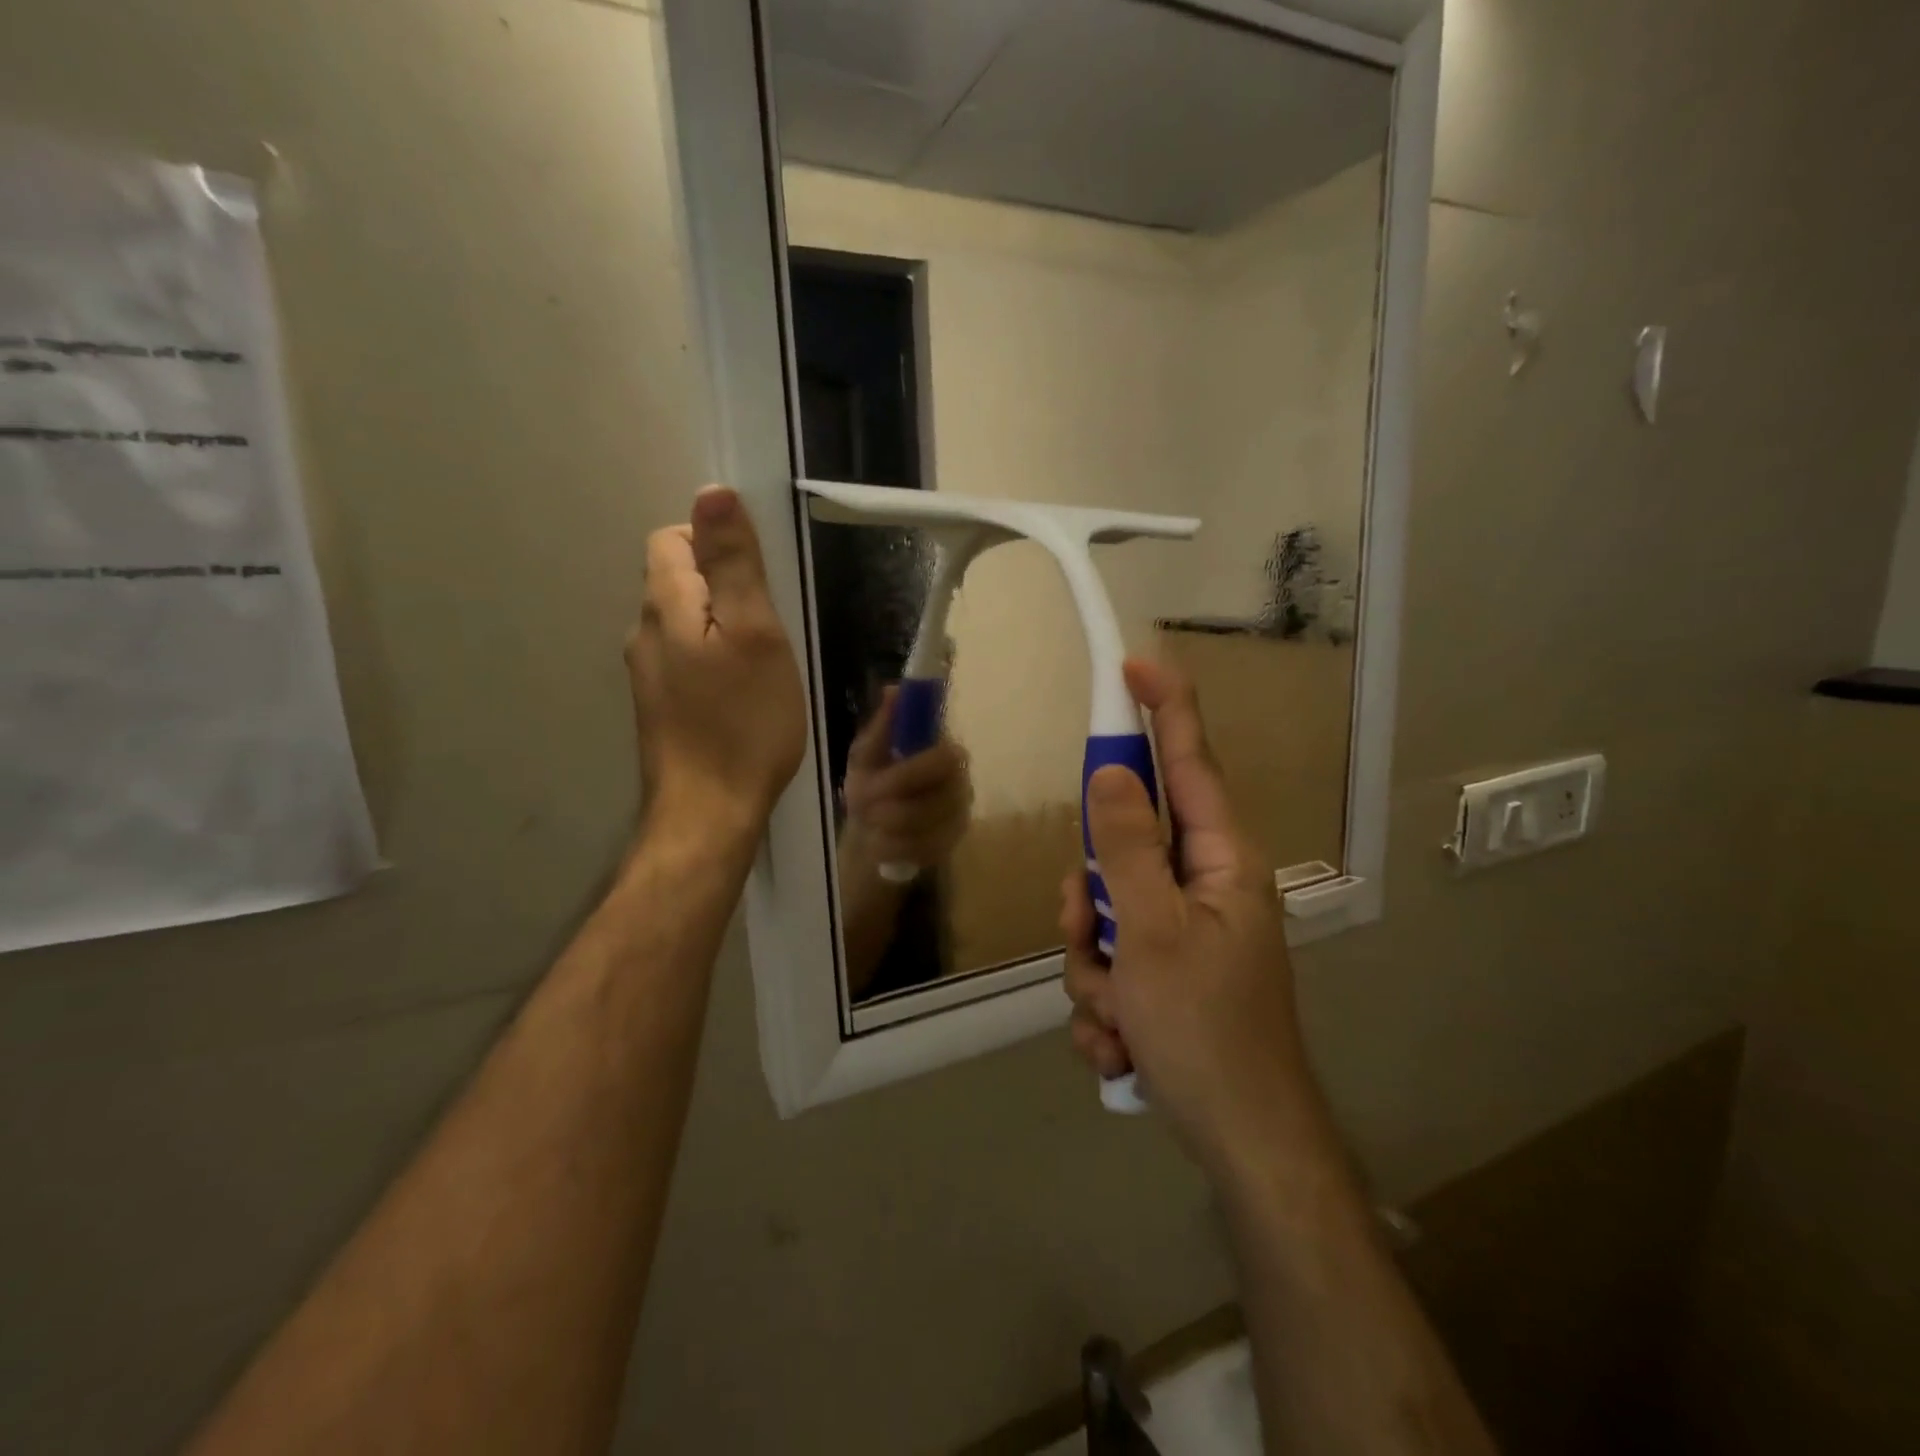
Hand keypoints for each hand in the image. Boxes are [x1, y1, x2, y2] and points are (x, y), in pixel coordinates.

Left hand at [628, 485, 806, 838]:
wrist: (709, 812)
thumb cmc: (744, 722)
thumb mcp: (755, 634)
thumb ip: (733, 564)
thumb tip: (712, 492)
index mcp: (664, 606)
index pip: (673, 538)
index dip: (715, 545)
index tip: (758, 585)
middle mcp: (642, 632)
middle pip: (676, 579)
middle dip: (722, 588)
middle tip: (768, 630)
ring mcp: (646, 674)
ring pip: (683, 623)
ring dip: (720, 628)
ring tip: (760, 665)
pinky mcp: (659, 707)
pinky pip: (685, 660)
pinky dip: (713, 662)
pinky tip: (740, 696)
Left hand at [840, 689, 973, 875]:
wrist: (872, 828)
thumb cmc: (874, 780)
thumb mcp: (868, 752)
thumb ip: (883, 725)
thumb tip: (894, 689)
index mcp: (945, 752)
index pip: (945, 760)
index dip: (908, 774)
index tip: (873, 781)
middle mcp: (961, 784)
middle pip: (932, 800)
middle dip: (889, 805)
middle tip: (861, 803)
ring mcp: (958, 818)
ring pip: (921, 828)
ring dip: (884, 826)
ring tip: (868, 821)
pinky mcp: (950, 847)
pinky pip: (918, 852)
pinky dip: (890, 848)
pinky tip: (880, 841)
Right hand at [1061, 660, 1323, 1178]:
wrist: (1242, 1144)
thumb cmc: (1207, 1030)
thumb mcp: (1153, 933)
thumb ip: (1127, 848)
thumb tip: (1110, 772)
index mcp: (1219, 862)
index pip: (1189, 764)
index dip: (1164, 710)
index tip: (1133, 667)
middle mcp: (1202, 887)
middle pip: (1121, 851)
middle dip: (1090, 899)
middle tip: (1088, 935)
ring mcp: (1181, 934)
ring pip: (1103, 915)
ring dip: (1092, 965)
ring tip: (1118, 1015)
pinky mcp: (1164, 975)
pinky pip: (1109, 964)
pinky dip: (1105, 1003)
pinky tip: (1123, 1044)